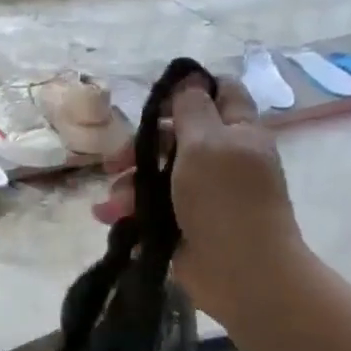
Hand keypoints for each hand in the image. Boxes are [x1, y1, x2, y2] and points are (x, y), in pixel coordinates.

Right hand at [93, 74, 308, 323]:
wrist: (241, 272)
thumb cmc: (224, 200)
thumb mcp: (206, 143)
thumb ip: (193, 108)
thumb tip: (190, 78)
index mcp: (237, 133)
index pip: (221, 93)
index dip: (190, 89)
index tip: (156, 99)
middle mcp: (222, 158)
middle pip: (175, 136)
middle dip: (140, 146)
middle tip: (115, 160)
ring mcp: (203, 193)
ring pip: (157, 174)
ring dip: (128, 184)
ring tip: (112, 204)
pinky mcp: (185, 222)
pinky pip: (151, 206)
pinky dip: (129, 209)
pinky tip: (109, 216)